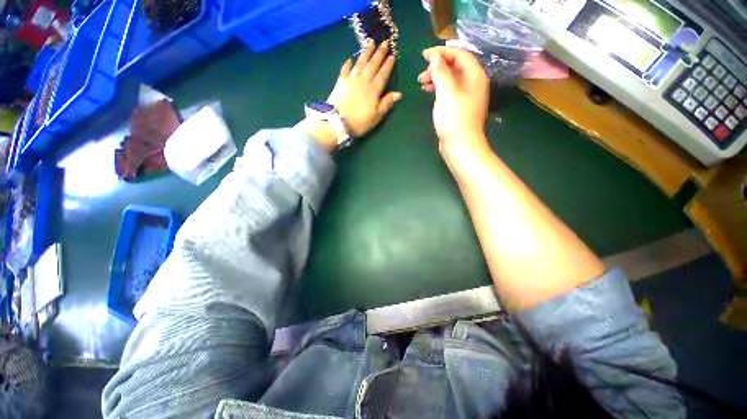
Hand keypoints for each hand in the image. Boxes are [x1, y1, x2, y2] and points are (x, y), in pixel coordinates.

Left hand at [328, 40, 400, 136]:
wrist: (338, 121)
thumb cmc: (360, 121)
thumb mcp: (376, 116)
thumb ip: (386, 104)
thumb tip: (398, 94)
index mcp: (374, 89)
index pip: (383, 74)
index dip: (388, 65)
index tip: (393, 55)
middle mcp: (363, 81)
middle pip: (373, 65)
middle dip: (379, 53)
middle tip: (384, 42)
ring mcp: (351, 79)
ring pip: (360, 63)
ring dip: (366, 53)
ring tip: (370, 43)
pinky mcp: (341, 82)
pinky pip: (345, 69)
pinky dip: (348, 63)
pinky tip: (351, 59)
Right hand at [418, 47, 489, 151]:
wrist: (460, 146)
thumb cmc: (454, 118)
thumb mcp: (446, 92)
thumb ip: (440, 72)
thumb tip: (434, 56)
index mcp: (475, 75)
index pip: (459, 54)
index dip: (442, 51)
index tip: (424, 55)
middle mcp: (473, 83)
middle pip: (455, 66)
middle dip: (437, 66)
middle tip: (421, 74)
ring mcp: (467, 96)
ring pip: (451, 79)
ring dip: (436, 78)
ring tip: (421, 83)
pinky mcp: (460, 108)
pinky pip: (449, 91)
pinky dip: (438, 89)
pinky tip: (428, 92)